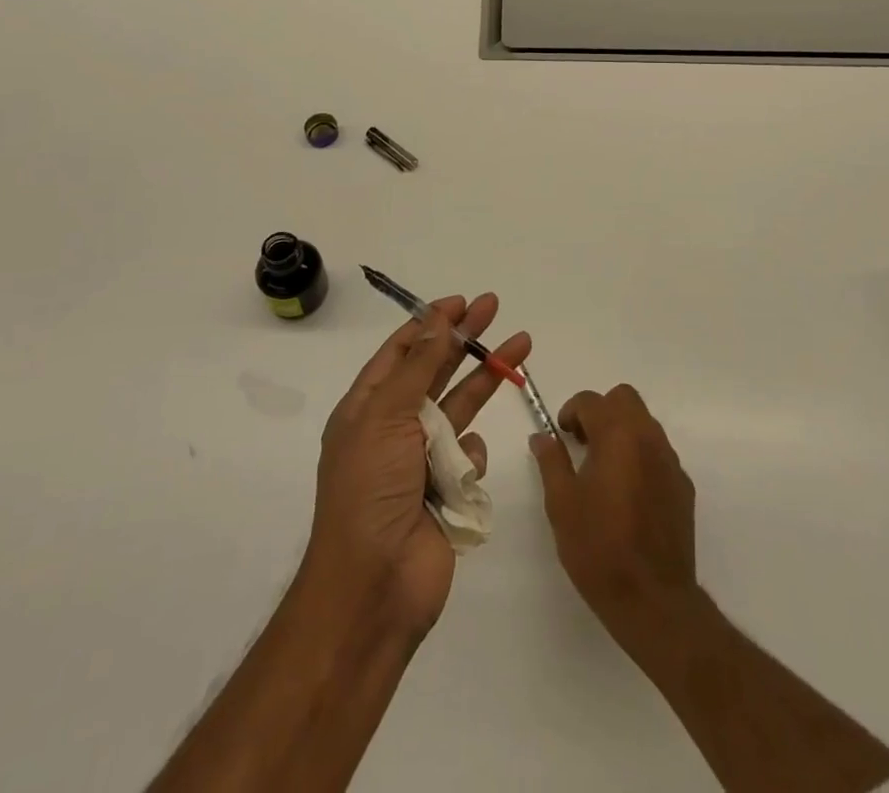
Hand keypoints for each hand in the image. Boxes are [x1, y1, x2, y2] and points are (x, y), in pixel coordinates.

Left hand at [304, 295, 530, 639]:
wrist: (374, 586)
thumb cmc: (369, 490)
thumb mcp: (386, 417)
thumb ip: (417, 367)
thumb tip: (436, 320)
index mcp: (367, 407)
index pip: (401, 352)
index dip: (430, 323)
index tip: (460, 302)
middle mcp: (394, 427)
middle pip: (435, 370)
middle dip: (465, 338)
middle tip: (494, 306)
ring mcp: (422, 459)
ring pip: (460, 406)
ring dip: (487, 377)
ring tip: (521, 345)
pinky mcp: (448, 489)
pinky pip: (470, 456)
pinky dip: (470, 458)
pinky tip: (460, 476)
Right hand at [530, 383, 701, 650]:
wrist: (653, 600)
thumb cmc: (600, 548)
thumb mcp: (562, 504)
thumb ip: (551, 462)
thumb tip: (542, 436)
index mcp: (617, 435)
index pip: (591, 400)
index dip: (571, 412)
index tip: (562, 435)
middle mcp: (648, 437)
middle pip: (625, 399)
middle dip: (601, 411)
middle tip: (583, 443)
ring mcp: (671, 461)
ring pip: (645, 423)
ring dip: (622, 431)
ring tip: (604, 469)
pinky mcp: (683, 486)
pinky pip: (659, 453)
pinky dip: (641, 457)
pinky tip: (628, 494)